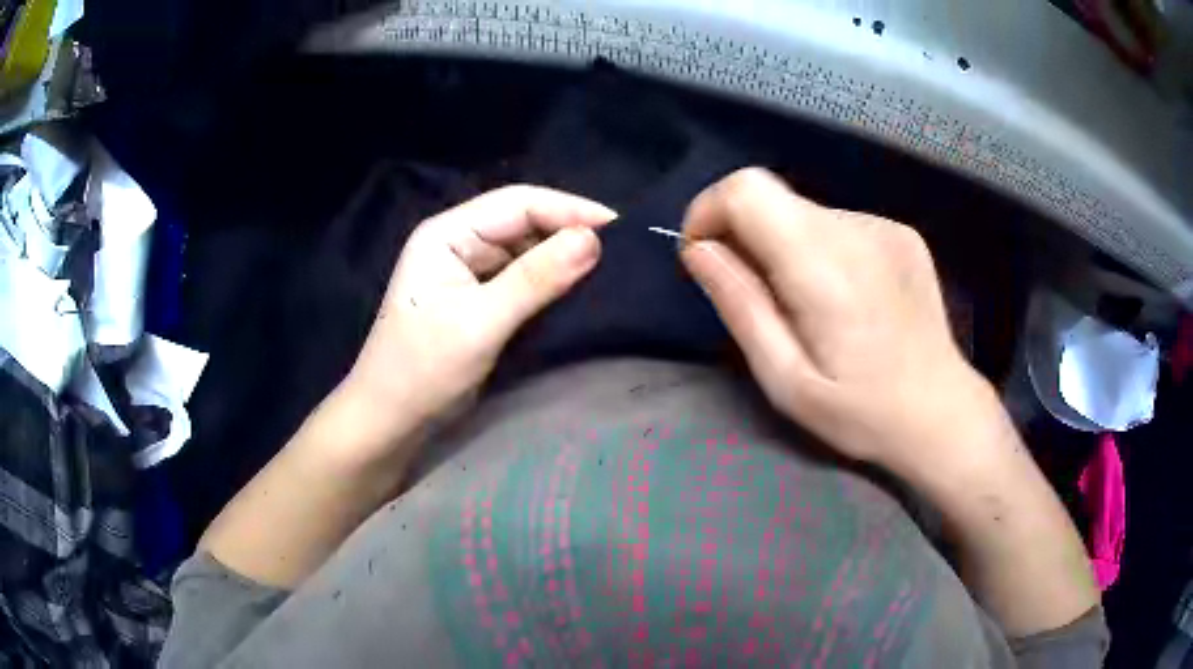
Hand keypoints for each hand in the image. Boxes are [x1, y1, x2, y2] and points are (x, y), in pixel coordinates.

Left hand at [340, 185, 615, 452]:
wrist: (391, 421)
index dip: (569, 209)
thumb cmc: (423, 369)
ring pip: (527, 251)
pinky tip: (581, 289)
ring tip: (612, 268)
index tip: (619, 228)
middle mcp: (459, 243)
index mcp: (447, 234)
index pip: (517, 203)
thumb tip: (593, 240)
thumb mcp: (480, 322)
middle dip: (569, 232)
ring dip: (564, 257)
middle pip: (524, 222)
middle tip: (623, 251)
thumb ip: (535, 279)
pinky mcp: (480, 299)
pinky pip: (524, 279)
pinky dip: (552, 282)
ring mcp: (469, 271)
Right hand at [679, 168, 1005, 478]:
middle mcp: (856, 229)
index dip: (710, 211)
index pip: (746, 189)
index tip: (705, 256)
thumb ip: (740, 306)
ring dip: (786, 246)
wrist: (942, 412)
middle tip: (757, 295)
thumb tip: (699, 250)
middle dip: (746, 235)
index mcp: (823, 265)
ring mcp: (884, 226)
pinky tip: (846, 298)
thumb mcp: (786, 380)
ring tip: (810, 306)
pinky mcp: (901, 233)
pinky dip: (822, 250)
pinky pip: (839, 224)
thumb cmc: (862, 413)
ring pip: (805, 212)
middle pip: (773, 197)